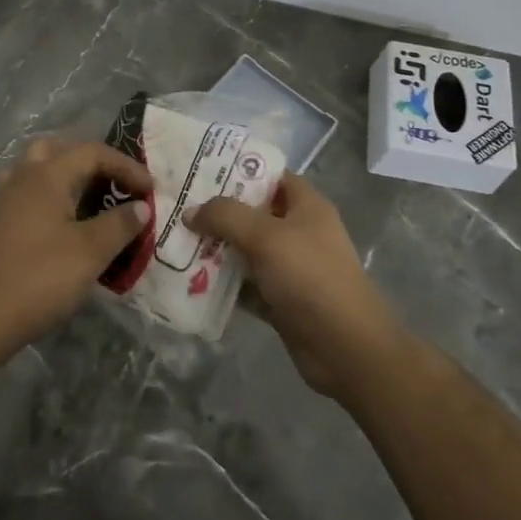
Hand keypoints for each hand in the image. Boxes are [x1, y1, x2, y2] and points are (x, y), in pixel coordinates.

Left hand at [0, 136, 152, 351]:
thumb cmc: (41, 277)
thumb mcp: (91, 252)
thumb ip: (119, 224)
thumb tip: (140, 207)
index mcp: (47, 175)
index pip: (93, 153)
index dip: (126, 166)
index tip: (149, 189)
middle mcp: (23, 177)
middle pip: (58, 149)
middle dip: (90, 159)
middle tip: (113, 181)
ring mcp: (4, 199)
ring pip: (36, 168)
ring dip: (64, 173)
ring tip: (86, 195)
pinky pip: (26, 192)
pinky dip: (48, 195)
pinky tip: (60, 220)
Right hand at [188, 173, 401, 398]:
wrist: (346, 348)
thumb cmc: (311, 277)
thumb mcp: (266, 236)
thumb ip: (226, 217)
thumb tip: (191, 211)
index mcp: (306, 206)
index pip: (270, 176)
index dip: (238, 170)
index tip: (199, 171)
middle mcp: (299, 232)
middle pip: (252, 213)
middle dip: (217, 212)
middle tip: (178, 207)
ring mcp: (289, 268)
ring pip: (245, 251)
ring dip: (215, 249)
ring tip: (174, 241)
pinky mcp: (280, 300)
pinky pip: (245, 285)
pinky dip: (223, 284)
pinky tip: (189, 280)